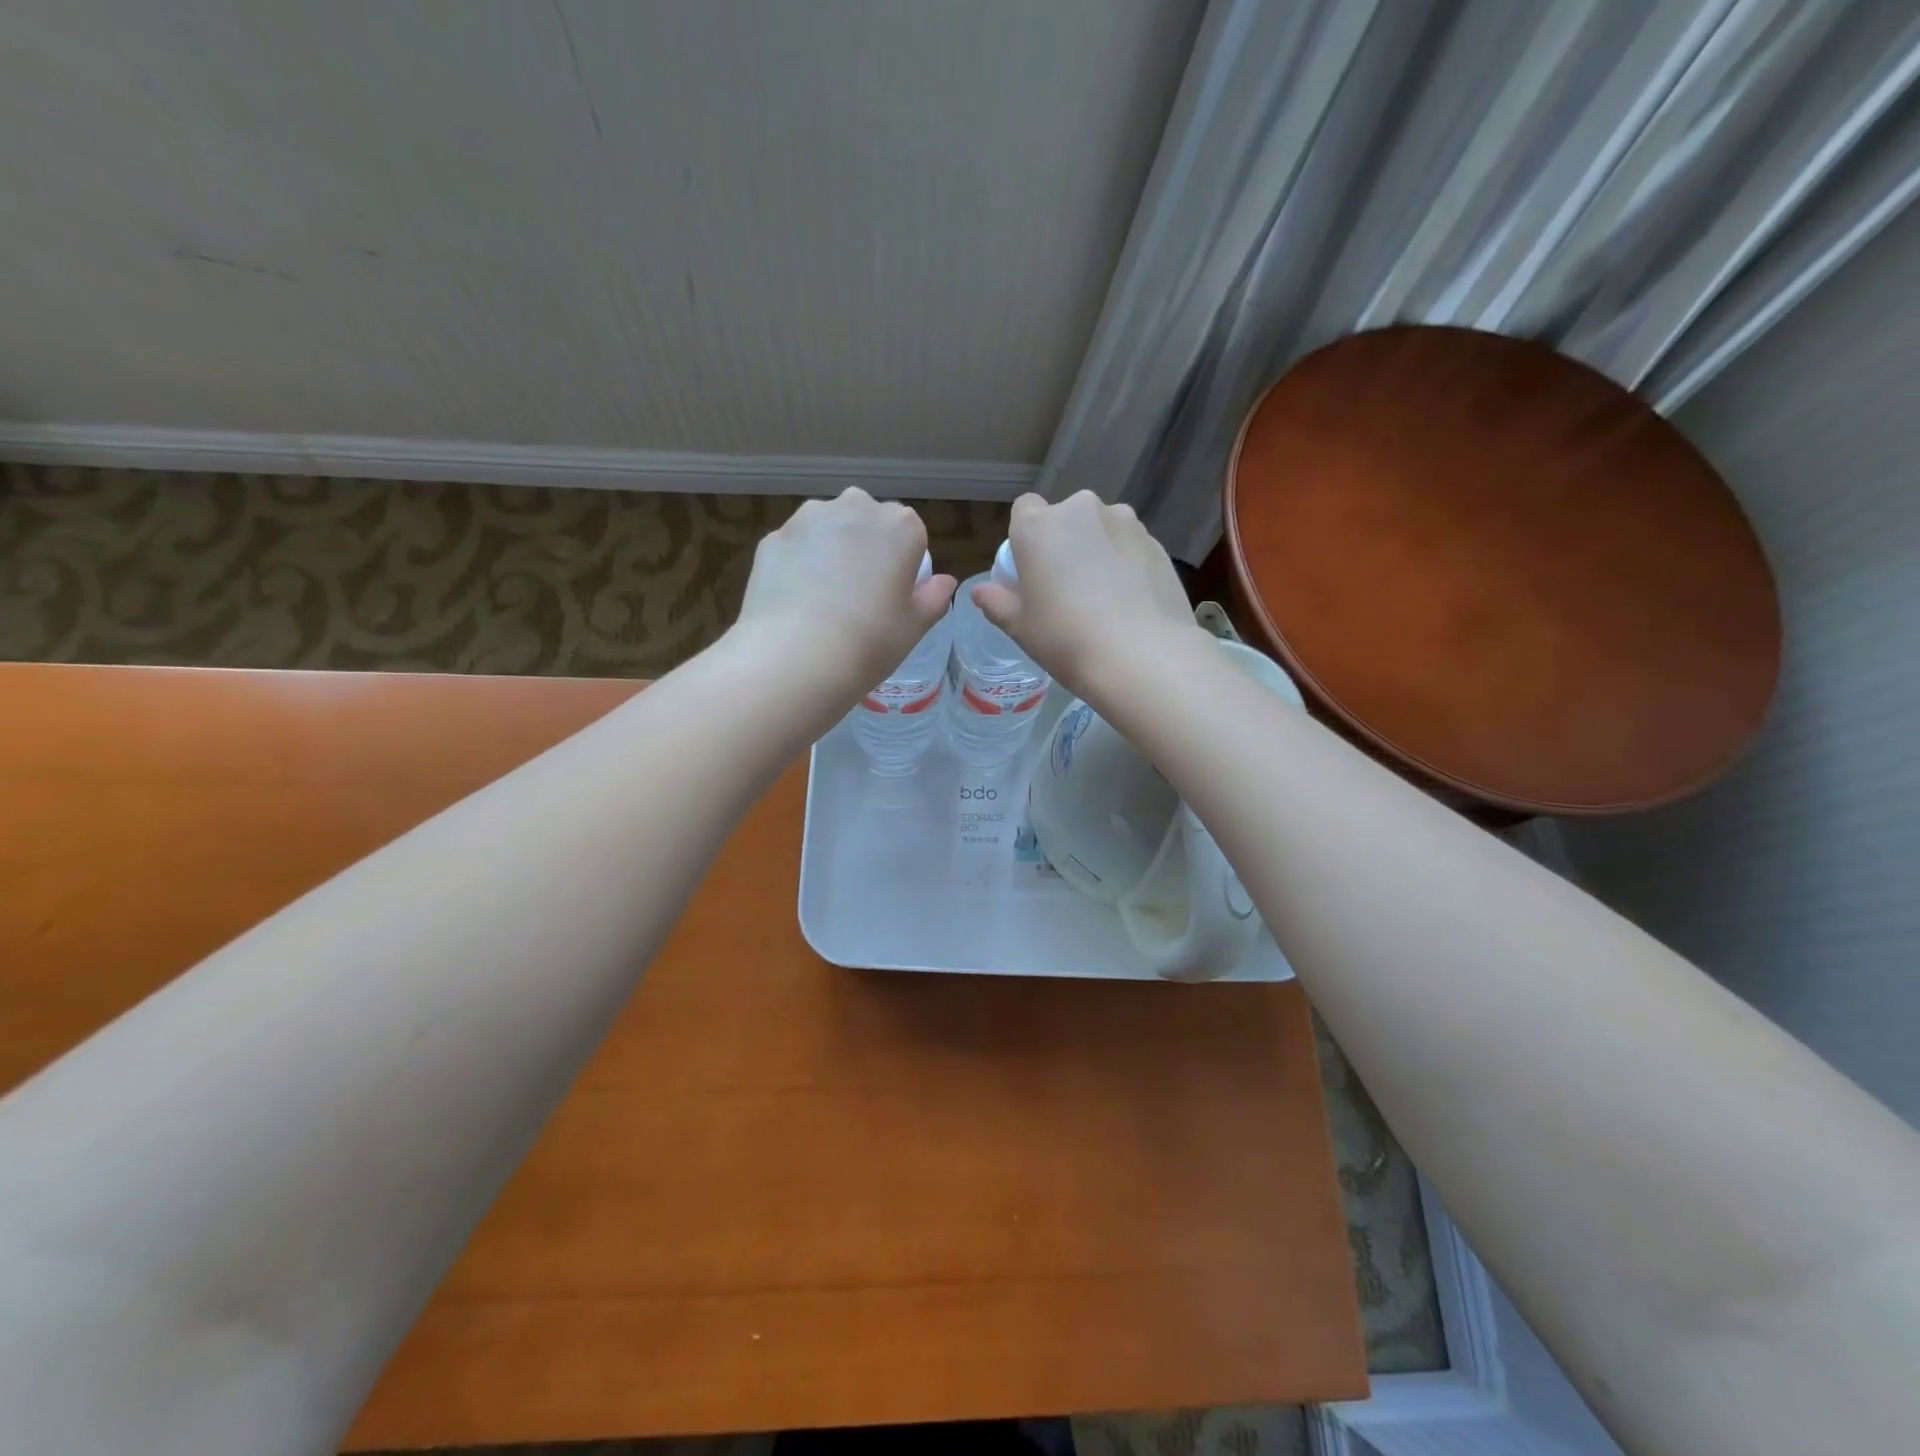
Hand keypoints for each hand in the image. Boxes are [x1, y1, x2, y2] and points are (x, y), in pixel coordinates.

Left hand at [731, 488, 956, 705]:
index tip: (894, 593)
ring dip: (830, 549)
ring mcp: (809, 518)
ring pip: (827, 527)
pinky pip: (796, 547)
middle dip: (866, 545)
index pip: (911, 532)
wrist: (797, 656)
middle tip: (859, 593)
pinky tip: (796, 601)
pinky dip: (798, 564)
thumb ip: (934, 597)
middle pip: (867, 519)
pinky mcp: (773, 537)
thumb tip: (943, 582)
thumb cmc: (871, 641)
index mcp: (900, 526)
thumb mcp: (916, 626)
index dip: (903, 562)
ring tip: (823, 597)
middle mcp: (855, 507)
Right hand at [972, 491, 1201, 697]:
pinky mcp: (1157, 543)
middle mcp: (1082, 510)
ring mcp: (1125, 523)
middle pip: (1065, 518)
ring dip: (1097, 550)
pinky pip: (1129, 547)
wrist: (1143, 656)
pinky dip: (1126, 564)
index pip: (1024, 509)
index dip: (1025, 539)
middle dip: (1064, 543)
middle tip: (1066, 588)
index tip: (1031, 571)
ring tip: (1103, 597)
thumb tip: (981, 591)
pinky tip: (1129, 603)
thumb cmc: (1066, 639)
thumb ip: (996, 602)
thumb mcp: (1020, 627)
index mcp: (1039, 526)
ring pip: (1101, 530)